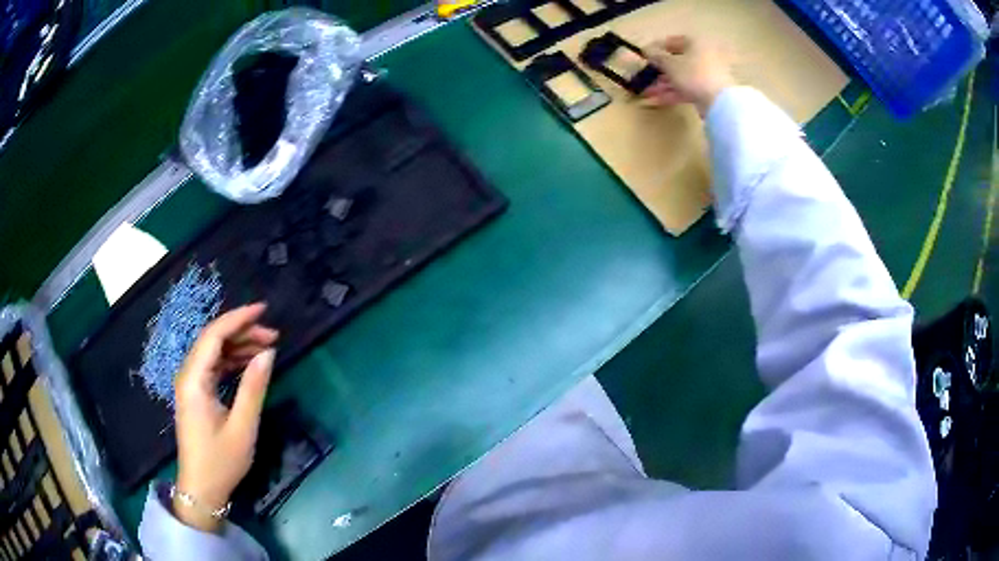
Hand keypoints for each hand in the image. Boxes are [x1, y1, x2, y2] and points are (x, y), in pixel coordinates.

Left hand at [173, 303, 278, 532]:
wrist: (202, 489)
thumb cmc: (221, 461)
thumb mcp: (242, 427)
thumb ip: (253, 387)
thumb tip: (268, 353)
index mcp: (194, 380)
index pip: (214, 336)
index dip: (238, 319)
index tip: (264, 310)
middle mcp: (188, 375)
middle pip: (213, 340)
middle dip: (242, 332)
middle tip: (273, 335)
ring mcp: (191, 384)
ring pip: (214, 352)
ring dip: (239, 346)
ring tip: (267, 348)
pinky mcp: (196, 394)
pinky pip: (214, 367)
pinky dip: (232, 361)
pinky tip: (250, 364)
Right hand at [642, 36, 734, 116]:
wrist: (720, 102)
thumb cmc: (693, 74)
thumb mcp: (670, 64)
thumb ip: (657, 56)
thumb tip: (647, 51)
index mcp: (696, 43)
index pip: (672, 41)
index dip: (656, 48)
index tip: (643, 56)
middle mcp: (703, 56)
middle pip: (676, 61)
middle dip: (658, 70)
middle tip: (644, 77)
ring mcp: (706, 75)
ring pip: (680, 76)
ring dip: (662, 83)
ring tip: (646, 91)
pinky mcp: (707, 91)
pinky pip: (686, 88)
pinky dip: (672, 93)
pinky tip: (656, 100)